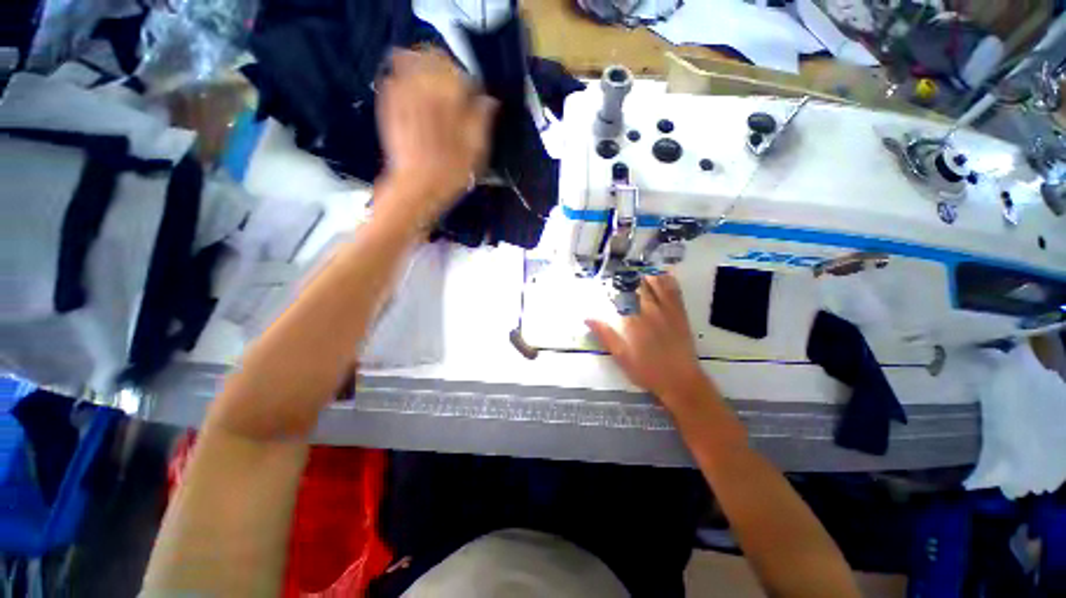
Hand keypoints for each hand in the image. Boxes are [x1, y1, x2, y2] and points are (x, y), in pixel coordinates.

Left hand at [376, 49, 496, 225]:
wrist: (416, 189)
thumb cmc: (451, 174)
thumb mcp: (477, 152)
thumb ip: (482, 121)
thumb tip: (489, 101)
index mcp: (449, 100)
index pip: (460, 73)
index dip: (469, 81)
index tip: (474, 96)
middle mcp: (425, 90)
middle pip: (432, 58)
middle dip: (445, 66)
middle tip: (453, 85)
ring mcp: (403, 97)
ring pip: (410, 63)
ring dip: (423, 66)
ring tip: (432, 84)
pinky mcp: (390, 108)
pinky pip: (394, 80)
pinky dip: (403, 78)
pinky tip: (412, 92)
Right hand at [586, 273, 709, 409]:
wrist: (681, 382)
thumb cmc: (647, 370)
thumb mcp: (621, 356)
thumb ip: (605, 335)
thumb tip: (587, 317)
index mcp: (635, 320)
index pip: (623, 296)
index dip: (616, 284)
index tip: (609, 275)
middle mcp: (651, 311)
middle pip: (641, 288)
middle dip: (632, 277)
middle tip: (624, 268)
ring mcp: (668, 312)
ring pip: (658, 287)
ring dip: (649, 275)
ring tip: (641, 266)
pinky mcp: (681, 316)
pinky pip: (676, 294)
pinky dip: (670, 282)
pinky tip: (666, 275)